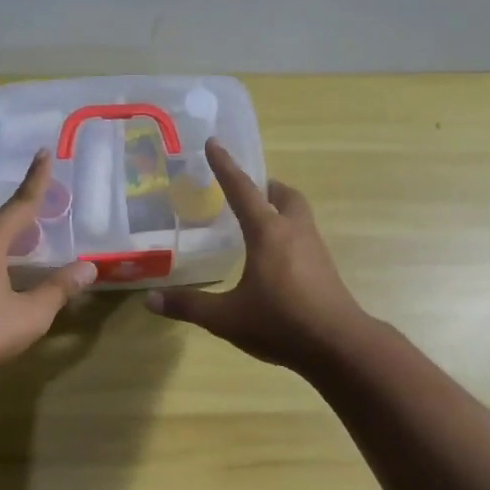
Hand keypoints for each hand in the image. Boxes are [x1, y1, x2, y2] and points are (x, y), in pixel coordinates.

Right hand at [144, 140, 368, 369]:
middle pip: (284, 194)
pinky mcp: (325, 268)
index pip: (242, 190)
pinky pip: (304, 236)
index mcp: (268, 232)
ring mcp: (315, 249)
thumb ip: (189, 305)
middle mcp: (294, 231)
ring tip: (257, 222)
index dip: (225, 166)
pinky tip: (275, 258)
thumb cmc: (280, 323)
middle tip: (246, 192)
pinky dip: (288, 233)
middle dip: (264, 187)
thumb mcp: (227, 318)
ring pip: (298, 214)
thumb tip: (150, 300)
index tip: (214, 143)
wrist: (339, 346)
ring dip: (279, 209)